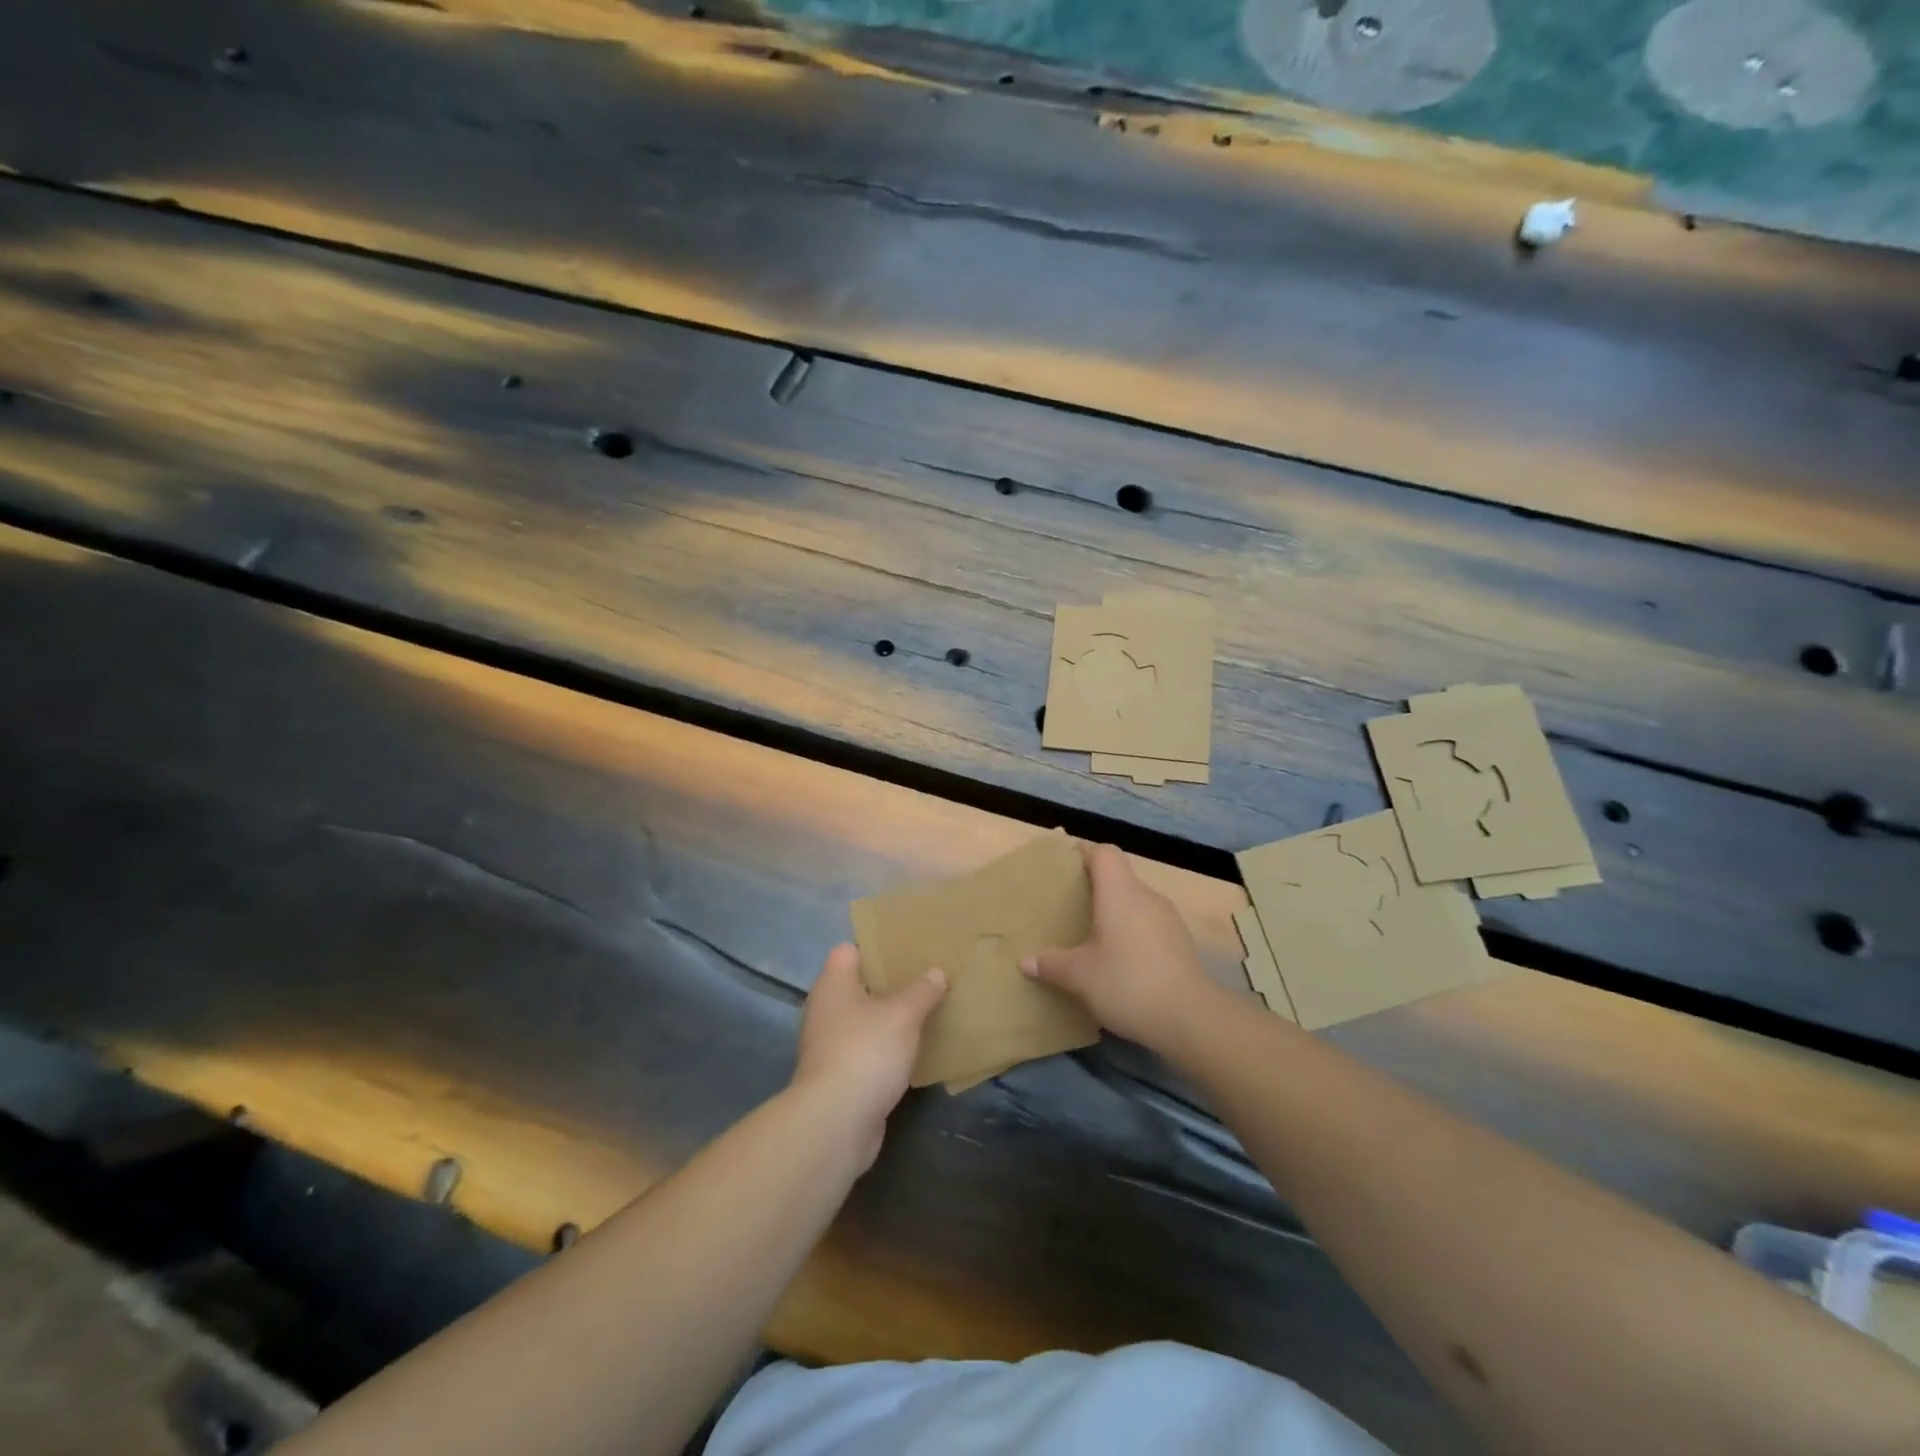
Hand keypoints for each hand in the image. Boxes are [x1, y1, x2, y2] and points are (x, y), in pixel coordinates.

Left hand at [791, 943, 945, 1168]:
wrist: (835, 1123)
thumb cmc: (866, 1052)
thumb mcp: (903, 1015)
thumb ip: (922, 991)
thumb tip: (936, 972)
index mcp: (833, 985)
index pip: (848, 950)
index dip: (875, 946)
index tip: (906, 948)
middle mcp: (826, 1010)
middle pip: (859, 986)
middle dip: (889, 983)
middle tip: (925, 978)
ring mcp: (830, 1046)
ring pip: (864, 1021)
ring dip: (890, 1018)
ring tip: (926, 1010)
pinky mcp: (841, 1076)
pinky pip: (868, 1051)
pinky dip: (887, 1049)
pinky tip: (914, 1050)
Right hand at [1020, 842, 1213, 1048]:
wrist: (1190, 1018)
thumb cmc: (1127, 982)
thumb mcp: (1079, 976)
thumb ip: (1051, 964)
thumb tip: (1026, 961)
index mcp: (1120, 892)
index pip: (1104, 853)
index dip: (1085, 854)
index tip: (1065, 869)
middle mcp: (1146, 896)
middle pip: (1120, 877)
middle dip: (1097, 888)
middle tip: (1073, 908)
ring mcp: (1169, 919)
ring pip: (1137, 902)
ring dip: (1117, 913)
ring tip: (1095, 937)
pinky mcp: (1182, 943)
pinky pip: (1151, 925)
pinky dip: (1134, 934)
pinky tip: (1122, 962)